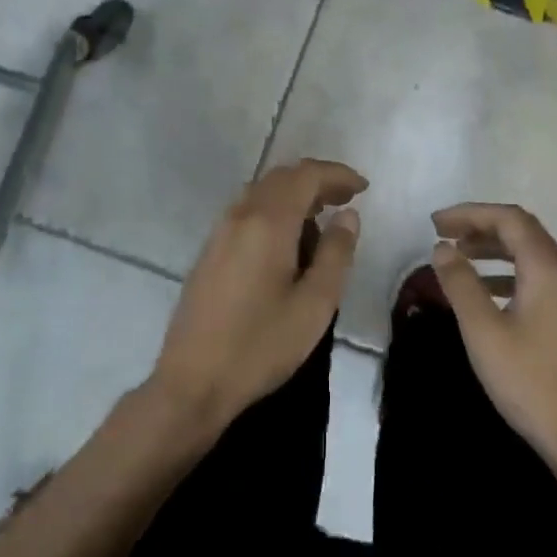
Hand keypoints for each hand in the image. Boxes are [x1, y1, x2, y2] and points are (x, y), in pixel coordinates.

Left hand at [152, 159, 365, 424]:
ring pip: (260, 193)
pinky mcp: (208, 253)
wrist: (193, 382)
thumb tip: (348, 216)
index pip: (304, 176)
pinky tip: (286, 243)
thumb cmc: (261, 346)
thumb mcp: (315, 304)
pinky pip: (245, 213)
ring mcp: (218, 234)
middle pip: (280, 178)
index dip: (336, 174)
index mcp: (267, 223)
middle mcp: (239, 217)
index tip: (363, 188)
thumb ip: (335, 253)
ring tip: (321, 220)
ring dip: (293, 195)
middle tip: (346, 200)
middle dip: (316, 181)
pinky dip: (272, 211)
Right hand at [430, 203, 556, 477]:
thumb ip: (461, 284)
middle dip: (481, 226)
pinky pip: (537, 278)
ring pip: (530, 255)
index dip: (470, 213)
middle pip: (523, 232)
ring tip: (458, 256)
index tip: (435, 223)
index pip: (510, 219)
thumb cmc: (530, 382)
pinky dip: (507, 273)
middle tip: (442, 234)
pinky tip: (485, 291)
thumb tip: (442, 248)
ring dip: (493, 249)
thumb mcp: (484, 332)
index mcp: (548, 270)